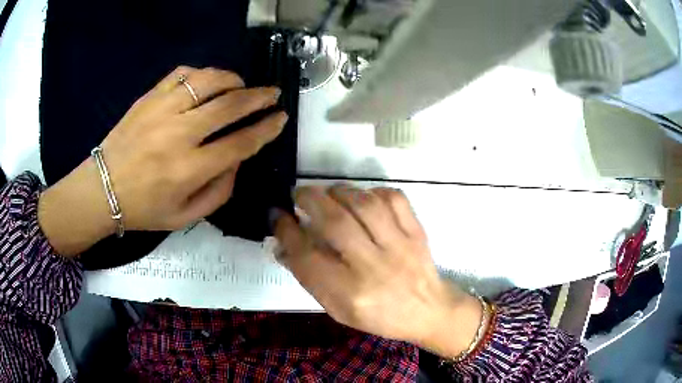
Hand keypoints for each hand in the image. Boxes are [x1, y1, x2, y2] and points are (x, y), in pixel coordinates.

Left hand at [39, 66, 286, 255]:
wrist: (102, 189)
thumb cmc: (144, 208)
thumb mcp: (184, 217)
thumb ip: (219, 192)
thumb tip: (237, 159)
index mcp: (188, 170)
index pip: (239, 143)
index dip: (265, 129)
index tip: (280, 118)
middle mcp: (178, 135)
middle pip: (229, 105)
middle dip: (259, 97)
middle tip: (273, 93)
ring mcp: (161, 110)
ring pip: (208, 80)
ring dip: (233, 80)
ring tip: (241, 85)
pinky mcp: (149, 98)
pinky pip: (182, 73)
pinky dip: (202, 73)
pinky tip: (207, 82)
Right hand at [275, 185, 482, 357]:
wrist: (428, 310)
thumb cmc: (379, 316)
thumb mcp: (338, 309)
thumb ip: (310, 278)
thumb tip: (282, 246)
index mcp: (349, 293)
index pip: (307, 256)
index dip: (286, 231)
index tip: (277, 215)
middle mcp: (373, 267)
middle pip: (335, 222)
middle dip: (309, 200)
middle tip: (298, 194)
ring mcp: (399, 246)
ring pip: (364, 204)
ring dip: (339, 191)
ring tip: (328, 194)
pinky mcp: (417, 232)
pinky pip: (394, 198)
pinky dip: (373, 191)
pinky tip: (363, 198)